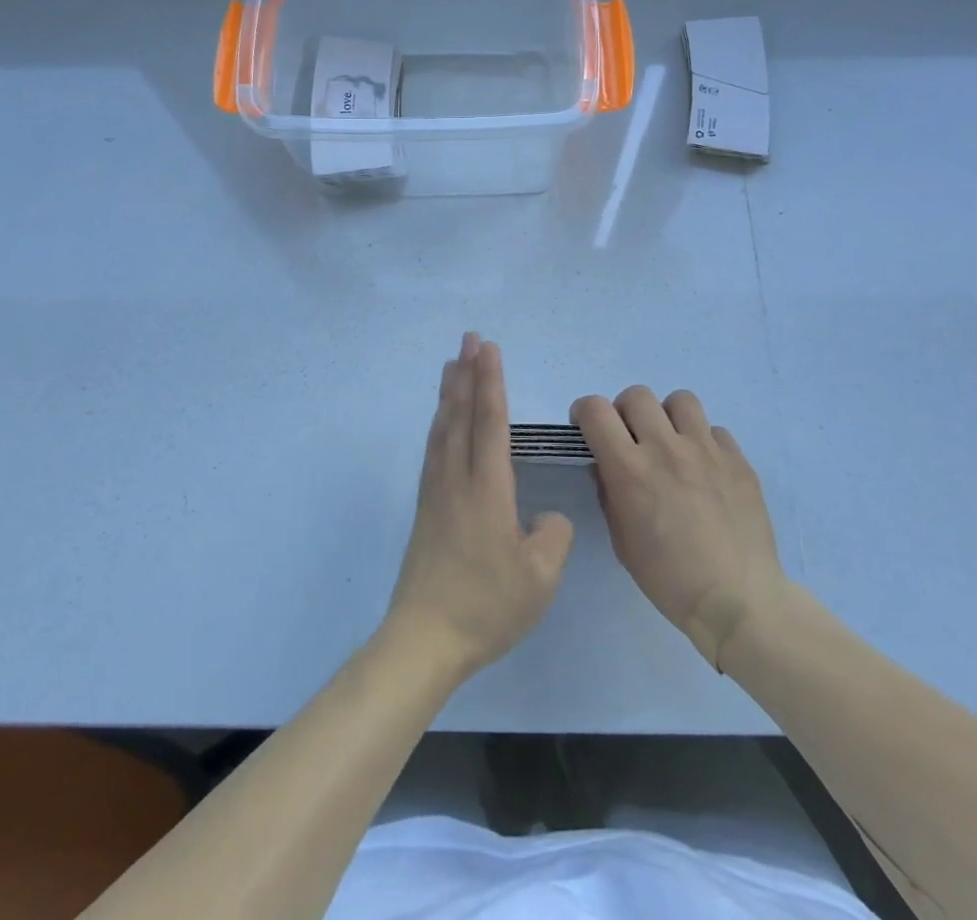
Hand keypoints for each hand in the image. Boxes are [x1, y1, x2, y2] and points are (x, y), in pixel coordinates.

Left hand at [386, 334, 573, 676]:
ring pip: (443, 428)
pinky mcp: (426, 508)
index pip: (491, 422)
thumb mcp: (540, 578)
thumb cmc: (487, 606)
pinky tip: (441, 420)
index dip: (492, 382)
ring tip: (452, 364)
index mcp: (487, 488)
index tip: (489, 348)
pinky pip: (434, 448)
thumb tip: (544, 517)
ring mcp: (436, 492)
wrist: (425, 638)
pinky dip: (439, 422)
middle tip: (469, 338)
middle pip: (462, 414)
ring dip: (450, 392)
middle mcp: (457, 479)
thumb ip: (552, 537)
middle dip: (468, 373)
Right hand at [572, 386, 789, 669]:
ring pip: (680, 400)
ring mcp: (706, 449)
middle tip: (631, 438)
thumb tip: (607, 466)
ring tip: (672, 443)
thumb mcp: (621, 539)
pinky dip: (704, 442)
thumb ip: (609, 492)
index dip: (585, 412)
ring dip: (668, 417)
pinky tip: (706, 469)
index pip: (595, 410)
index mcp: (629, 468)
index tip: (588, 428)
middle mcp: (665, 447)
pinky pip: (715, 430)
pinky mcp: (738, 459)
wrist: (737, 600)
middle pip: (637, 395)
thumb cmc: (668, 578)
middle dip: (625, 411)